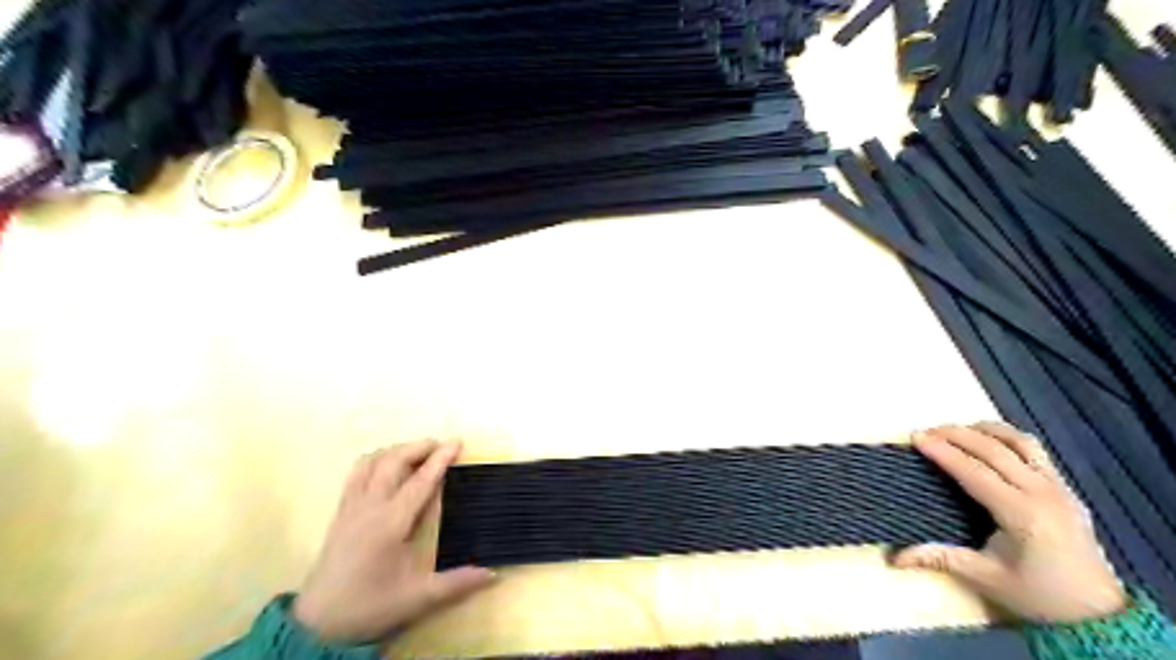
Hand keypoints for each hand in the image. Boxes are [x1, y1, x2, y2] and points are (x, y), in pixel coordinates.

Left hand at [296, 441, 497, 642]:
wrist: (317, 625)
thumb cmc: (370, 606)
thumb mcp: (417, 598)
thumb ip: (456, 583)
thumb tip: (493, 574)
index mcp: (390, 524)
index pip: (420, 482)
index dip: (440, 459)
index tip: (457, 442)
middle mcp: (369, 507)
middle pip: (392, 462)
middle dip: (418, 447)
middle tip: (440, 444)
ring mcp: (351, 507)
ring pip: (371, 462)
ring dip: (395, 451)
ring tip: (416, 453)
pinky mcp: (340, 512)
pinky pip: (356, 473)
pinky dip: (375, 460)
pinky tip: (386, 467)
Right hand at [898, 423, 1123, 623]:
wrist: (1098, 613)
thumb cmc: (1038, 595)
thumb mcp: (986, 578)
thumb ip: (941, 558)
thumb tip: (896, 558)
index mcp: (1022, 515)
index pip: (974, 471)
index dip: (943, 452)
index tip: (916, 438)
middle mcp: (1043, 493)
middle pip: (994, 449)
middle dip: (956, 434)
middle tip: (925, 431)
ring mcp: (1059, 487)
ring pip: (1019, 442)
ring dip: (984, 431)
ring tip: (955, 431)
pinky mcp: (1065, 488)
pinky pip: (1034, 450)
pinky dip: (1006, 438)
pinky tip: (987, 442)